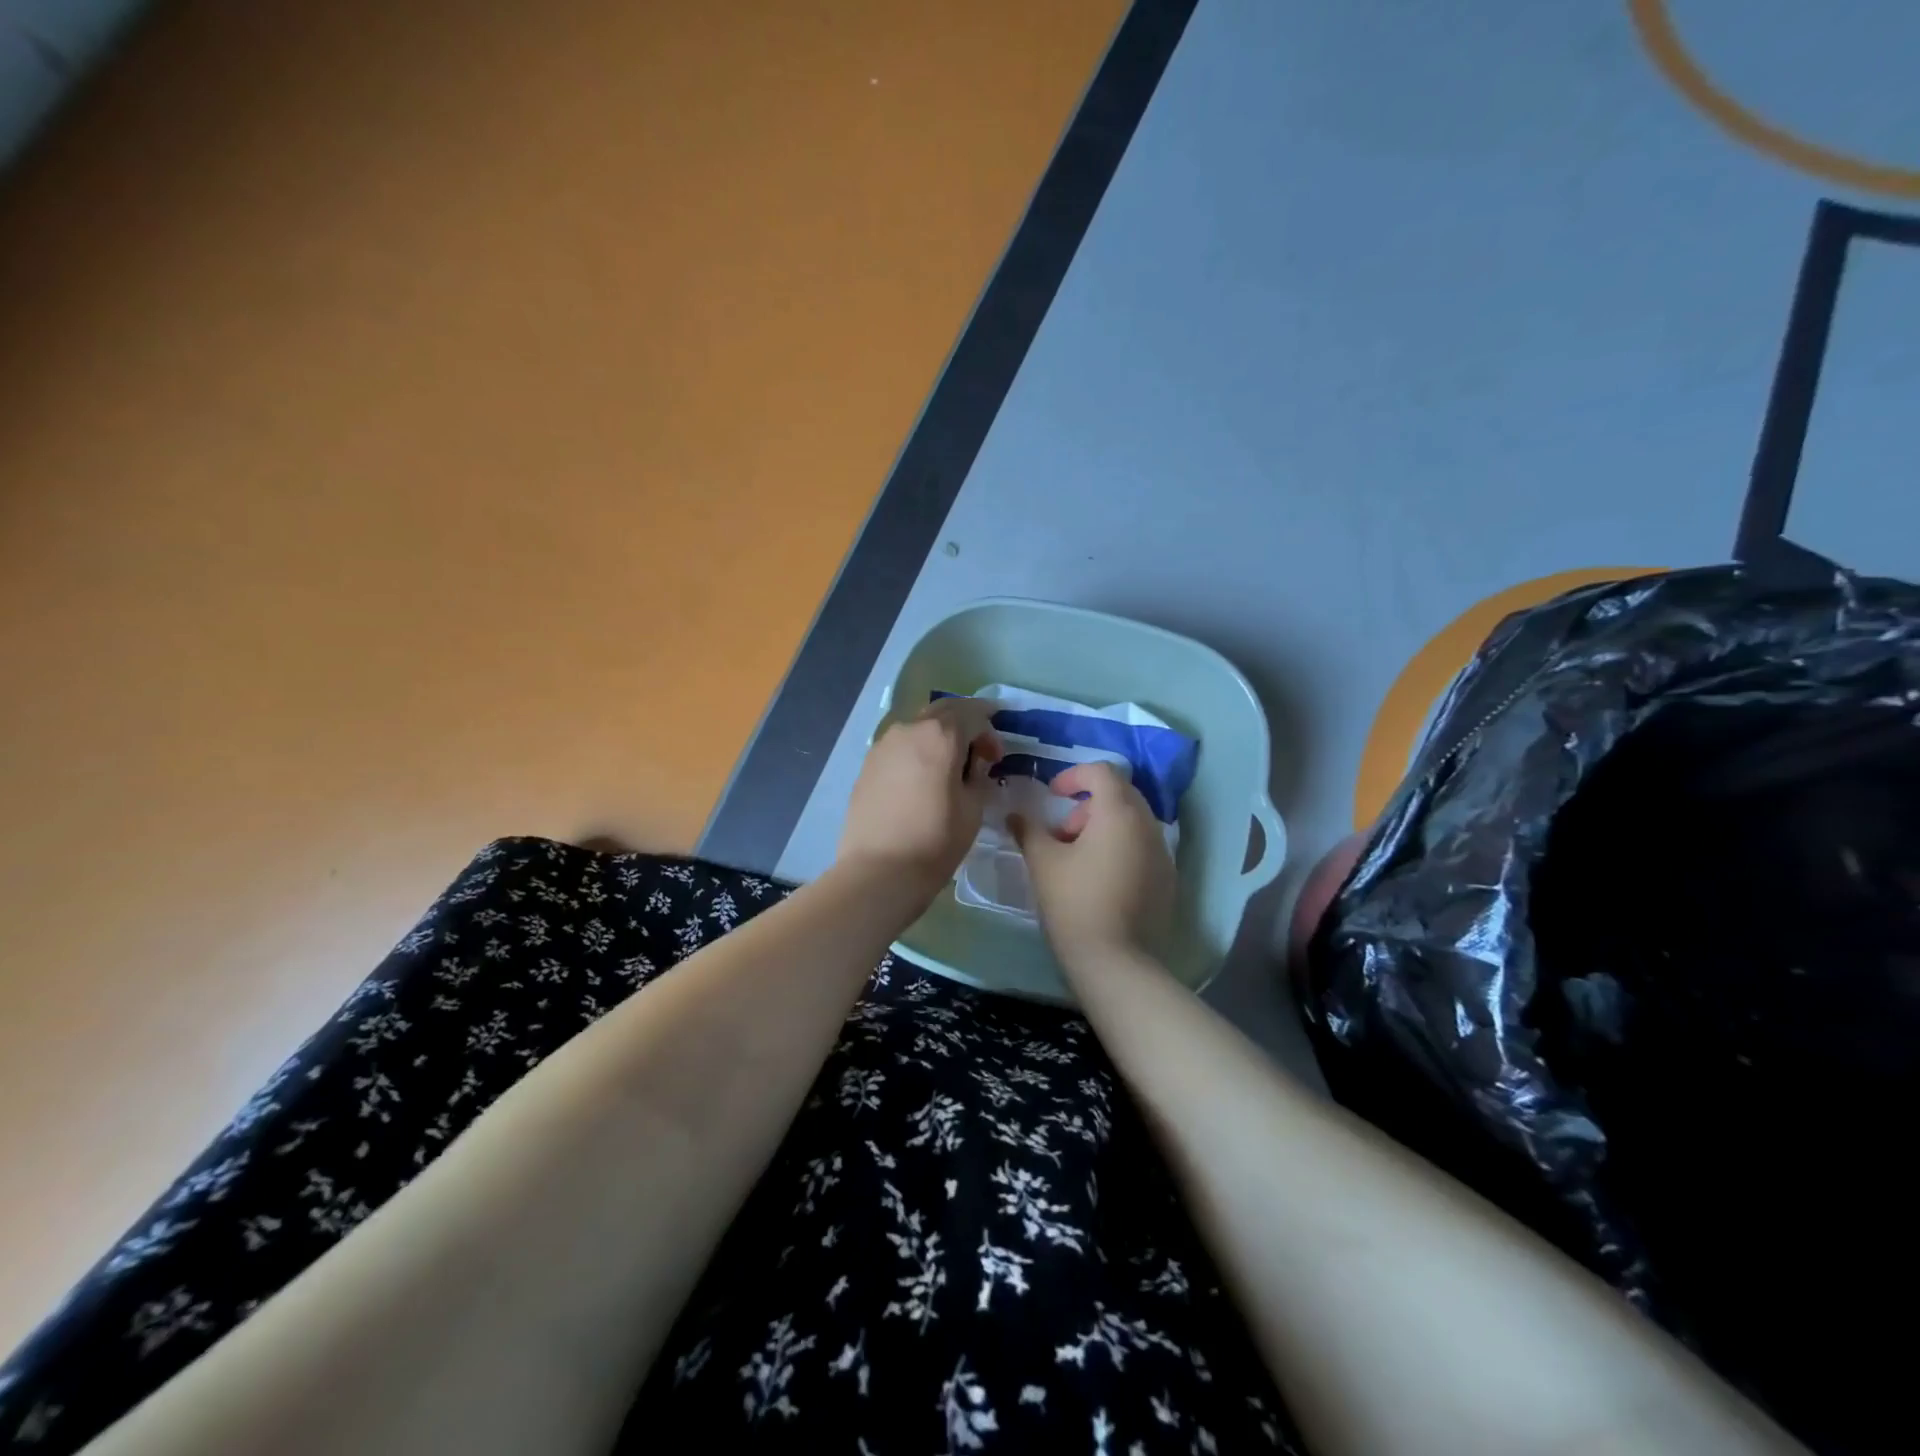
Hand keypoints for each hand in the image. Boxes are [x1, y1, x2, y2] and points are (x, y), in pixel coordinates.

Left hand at [837, 698, 1002, 902]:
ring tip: (949, 766)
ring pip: (919, 726)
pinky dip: (918, 751)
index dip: (990, 731)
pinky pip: (900, 746)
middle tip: (978, 752)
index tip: (996, 757)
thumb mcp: (974, 808)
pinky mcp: (868, 764)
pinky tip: (923, 778)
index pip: (973, 713)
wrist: (879, 870)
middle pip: (943, 712)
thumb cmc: (935, 840)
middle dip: (965, 725)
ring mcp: (883, 745)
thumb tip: (973, 767)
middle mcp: (909, 729)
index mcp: (940, 734)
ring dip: (939, 736)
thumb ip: (978, 776)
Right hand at [1009, 761, 1174, 969]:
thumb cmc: (1074, 902)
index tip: (1052, 795)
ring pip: (1133, 821)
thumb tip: (1015, 815)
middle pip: (1120, 794)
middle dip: (1088, 804)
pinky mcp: (1168, 879)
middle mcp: (1148, 825)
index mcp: (1119, 813)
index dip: (1073, 775)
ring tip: (1077, 859)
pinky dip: (1121, 847)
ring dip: (1104, 826)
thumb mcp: (1043, 862)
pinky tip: (1100, 879)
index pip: (1101, 771)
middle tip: (1062, 833)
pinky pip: (1143, 846)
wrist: (1115, 961)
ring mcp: (1163, 853)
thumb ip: (1028, 830)